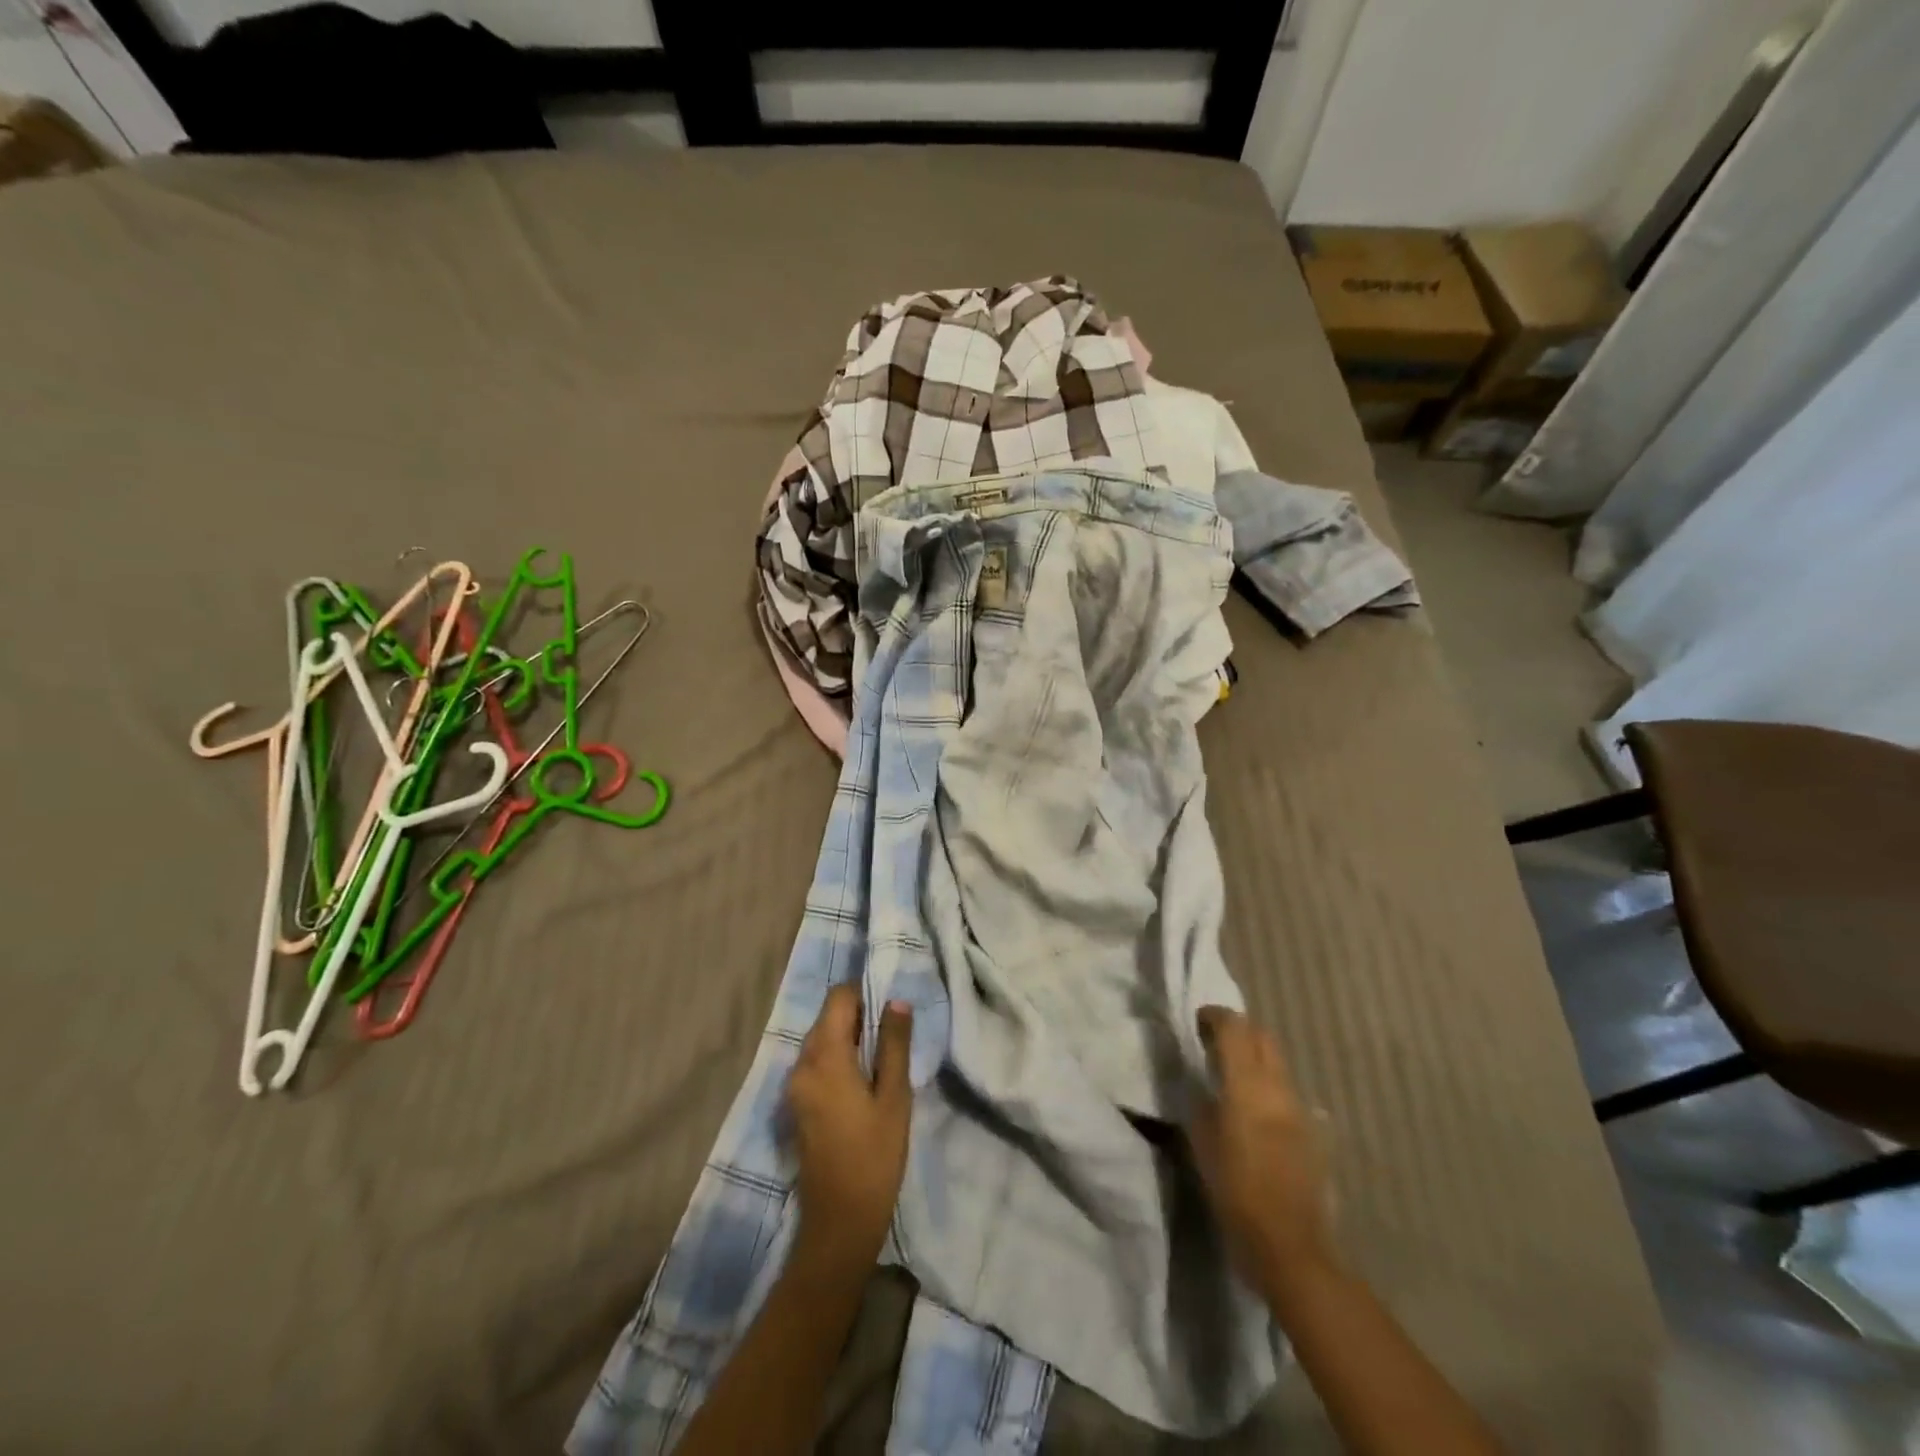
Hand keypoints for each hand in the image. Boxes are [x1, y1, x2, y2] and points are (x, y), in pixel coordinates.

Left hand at [786, 984, 912, 1268]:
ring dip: (847, 1038)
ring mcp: (794, 1086)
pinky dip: (836, 1058)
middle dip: (857, 1016)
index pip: (838, 999)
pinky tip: (861, 1080)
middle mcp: (802, 1064)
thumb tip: (896, 1001)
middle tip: (891, 1033)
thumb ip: (894, 1044)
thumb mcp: (894, 1097)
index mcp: (825, 1057)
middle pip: (826, 1018)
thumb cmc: (875, 1155)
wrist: (840, 1220)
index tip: (889, 1006)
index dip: (863, 993)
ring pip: (820, 1040)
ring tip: (881, 1056)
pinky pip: (815, 1063)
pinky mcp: (796, 1104)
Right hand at [1188, 1005, 1335, 1295]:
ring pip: (1278, 1063)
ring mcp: (1302, 1109)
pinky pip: (1289, 1094)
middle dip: (1239, 1031)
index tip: (1198, 1020)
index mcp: (1247, 1086)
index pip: (1235, 1028)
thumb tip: (1198, 1084)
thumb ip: (1200, 1104)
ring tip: (1233, 1077)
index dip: (1215, 1016)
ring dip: (1256, 1058)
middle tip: (1214, 1044)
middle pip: (1263, 1037)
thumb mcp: (1202, 1145)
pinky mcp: (1315, 1133)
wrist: (1291, 1246)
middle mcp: (1278, 1088)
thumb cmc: (1236, 1194)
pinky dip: (1271, 1089)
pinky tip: (1258, 1114)